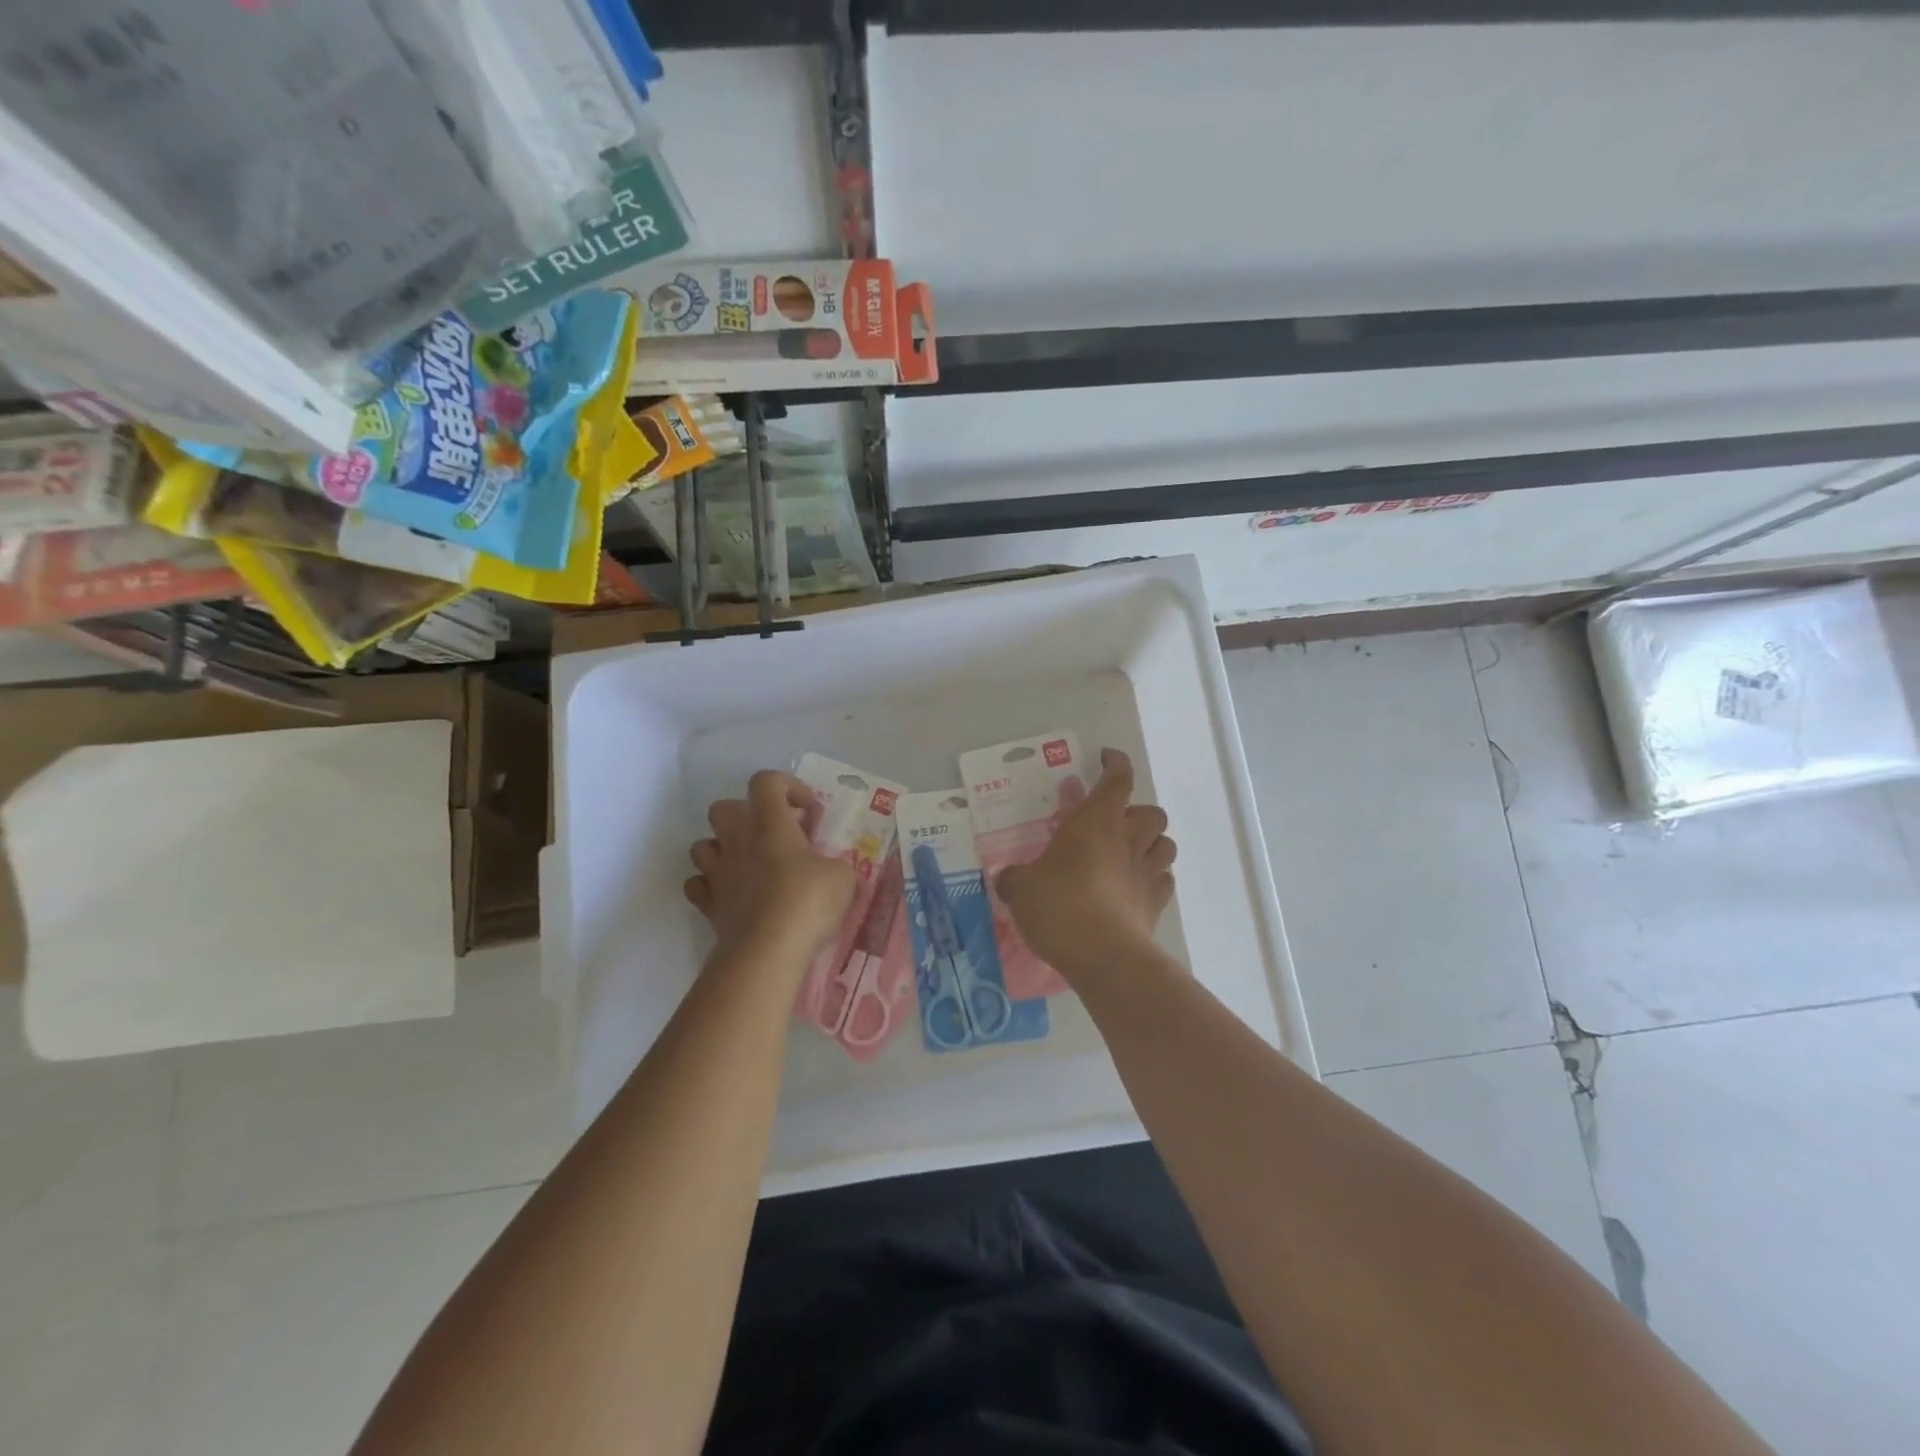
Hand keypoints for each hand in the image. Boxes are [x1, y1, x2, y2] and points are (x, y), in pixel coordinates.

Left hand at [685, 770, 857, 967]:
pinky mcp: (709, 905)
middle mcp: (738, 841)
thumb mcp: (843, 877)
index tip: (808, 814)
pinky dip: (711, 886)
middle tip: (776, 837)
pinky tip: (733, 895)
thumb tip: (832, 870)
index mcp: (770, 823)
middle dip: (748, 816)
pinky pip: (698, 885)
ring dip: (724, 849)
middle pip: (724, 807)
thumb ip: (836, 865)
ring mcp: (718, 873)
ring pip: (703, 845)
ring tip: (751, 865)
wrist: (767, 951)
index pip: (766, 781)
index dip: (788, 787)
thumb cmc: (808, 902)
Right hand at [996, 748, 1176, 982]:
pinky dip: (1153, 878)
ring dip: (1151, 844)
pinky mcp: (1156, 904)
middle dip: (1137, 813)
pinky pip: (1164, 881)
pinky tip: (1135, 888)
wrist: (1103, 955)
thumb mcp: (1022, 889)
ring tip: (1128, 855)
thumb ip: (1014, 879)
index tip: (1106, 759)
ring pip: (1166, 844)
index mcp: (1096, 821)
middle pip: (1152, 811)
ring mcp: (1146, 872)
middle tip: (1112, 825)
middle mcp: (1128, 839)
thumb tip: (1006, 878)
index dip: (1115, 763)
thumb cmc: (1060, 906)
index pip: (1118, 778)